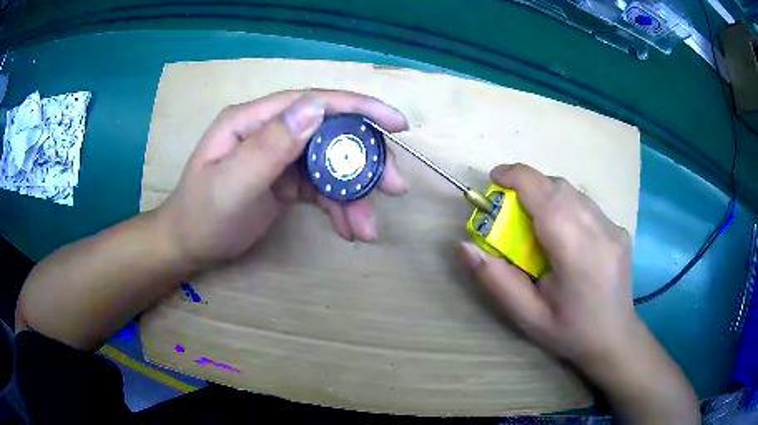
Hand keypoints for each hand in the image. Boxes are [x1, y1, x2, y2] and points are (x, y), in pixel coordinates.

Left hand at [156, 90, 407, 266]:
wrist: (189, 246)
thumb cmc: (203, 216)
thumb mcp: (231, 184)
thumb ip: (270, 146)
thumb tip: (315, 107)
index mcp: (253, 120)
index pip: (312, 102)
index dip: (358, 107)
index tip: (396, 123)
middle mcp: (270, 130)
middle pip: (329, 134)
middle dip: (364, 161)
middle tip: (395, 188)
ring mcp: (280, 156)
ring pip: (329, 165)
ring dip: (354, 195)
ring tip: (367, 229)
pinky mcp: (285, 180)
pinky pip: (320, 188)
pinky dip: (338, 207)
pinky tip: (348, 230)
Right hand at [458, 163, 636, 369]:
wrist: (615, 338)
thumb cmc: (569, 332)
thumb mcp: (526, 316)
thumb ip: (496, 279)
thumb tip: (464, 246)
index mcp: (577, 253)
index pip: (546, 196)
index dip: (517, 177)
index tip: (494, 179)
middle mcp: (600, 231)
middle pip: (559, 187)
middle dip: (528, 185)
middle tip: (509, 209)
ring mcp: (614, 227)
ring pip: (573, 192)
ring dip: (547, 195)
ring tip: (534, 223)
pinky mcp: (619, 228)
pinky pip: (585, 204)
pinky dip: (565, 206)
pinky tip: (562, 235)